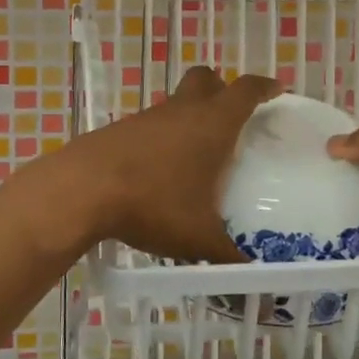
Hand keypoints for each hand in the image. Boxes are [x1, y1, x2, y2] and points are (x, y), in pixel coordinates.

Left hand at [63, 66, 280, 263]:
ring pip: (177, 103)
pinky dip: (163, 138)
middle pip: (206, 80)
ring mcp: (148, 117)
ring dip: (190, 117)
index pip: (246, 90)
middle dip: (222, 89)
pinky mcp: (121, 130)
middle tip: (233, 115)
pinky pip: (152, 125)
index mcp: (212, 124)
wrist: (82, 190)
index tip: (276, 90)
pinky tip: (161, 172)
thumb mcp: (199, 238)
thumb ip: (229, 257)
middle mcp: (182, 111)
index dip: (264, 87)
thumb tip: (254, 279)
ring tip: (198, 155)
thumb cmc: (153, 204)